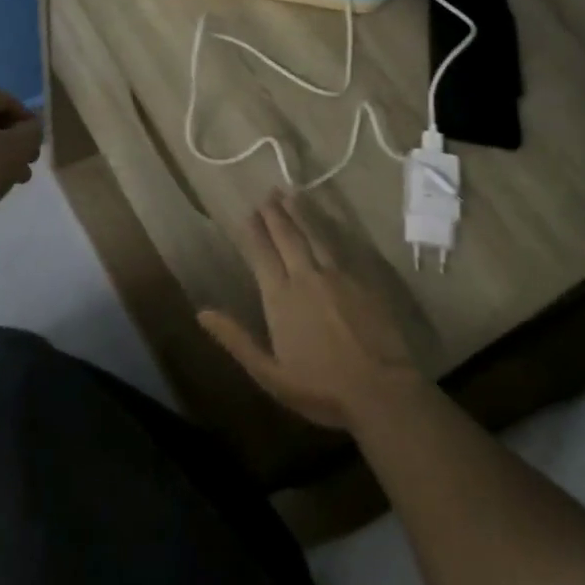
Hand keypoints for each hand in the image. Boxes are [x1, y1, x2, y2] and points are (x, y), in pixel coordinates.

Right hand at [199, 190, 425, 431]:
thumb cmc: (321, 388)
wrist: (381, 389)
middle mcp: (307, 278)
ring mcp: (338, 276)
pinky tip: (327, 222)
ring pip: (315, 235)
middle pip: (289, 238)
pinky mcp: (363, 280)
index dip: (255, 233)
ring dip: (302, 214)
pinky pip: (341, 246)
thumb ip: (236, 339)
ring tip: (292, 195)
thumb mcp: (269, 374)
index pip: (263, 255)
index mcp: (281, 298)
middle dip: (276, 214)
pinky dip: (329, 229)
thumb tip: (202, 312)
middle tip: (268, 194)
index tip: (249, 213)